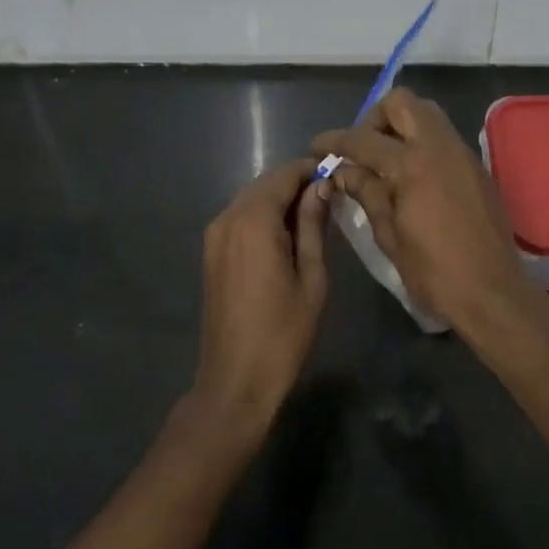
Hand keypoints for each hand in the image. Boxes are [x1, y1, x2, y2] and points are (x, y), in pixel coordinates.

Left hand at [191, 157, 330, 438]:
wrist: (235, 379)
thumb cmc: (283, 331)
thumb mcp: (311, 276)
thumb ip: (313, 225)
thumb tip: (321, 186)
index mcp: (254, 221)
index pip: (283, 176)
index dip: (310, 169)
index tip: (337, 172)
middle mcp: (228, 218)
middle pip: (264, 184)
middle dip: (295, 183)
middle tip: (329, 195)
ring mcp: (214, 235)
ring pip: (251, 199)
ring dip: (279, 199)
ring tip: (312, 215)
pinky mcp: (211, 252)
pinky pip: (240, 218)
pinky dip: (263, 216)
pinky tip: (286, 234)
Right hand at [311, 88, 536, 333]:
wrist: (492, 292)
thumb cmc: (434, 272)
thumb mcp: (389, 235)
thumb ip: (367, 194)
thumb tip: (344, 172)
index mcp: (412, 165)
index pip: (363, 140)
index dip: (335, 141)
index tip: (317, 146)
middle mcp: (439, 148)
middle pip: (402, 103)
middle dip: (374, 118)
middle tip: (361, 149)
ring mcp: (462, 154)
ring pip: (427, 114)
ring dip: (401, 126)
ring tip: (385, 161)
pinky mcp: (476, 167)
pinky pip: (443, 136)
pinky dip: (422, 142)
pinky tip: (411, 176)